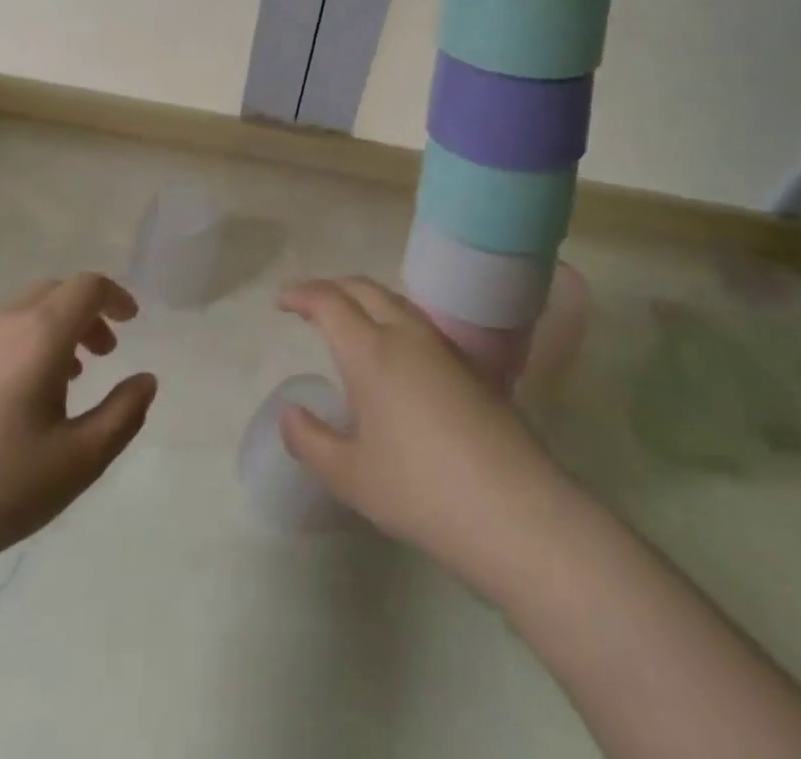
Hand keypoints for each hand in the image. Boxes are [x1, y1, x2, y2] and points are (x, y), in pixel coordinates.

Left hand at [0, 273, 156, 574]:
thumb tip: (146, 380)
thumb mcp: (79, 460)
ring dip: (55, 329)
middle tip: (105, 354)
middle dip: (87, 313)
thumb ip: (123, 414)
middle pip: (54, 291)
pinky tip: (19, 398)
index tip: (132, 323)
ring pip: (22, 311)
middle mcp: (1, 322)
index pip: (86, 287)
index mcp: (38, 333)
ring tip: (68, 380)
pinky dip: (23, 343)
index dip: (115, 297)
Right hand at [278, 277, 552, 584]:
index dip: (301, 294)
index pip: (329, 302)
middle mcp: (407, 336)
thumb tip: (288, 414)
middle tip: (310, 303)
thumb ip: (311, 441)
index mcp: (371, 351)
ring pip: (397, 302)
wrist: (518, 512)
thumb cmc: (422, 491)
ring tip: (351, 323)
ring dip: (366, 300)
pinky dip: (394, 321)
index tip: (282, 301)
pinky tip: (397, 356)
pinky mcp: (473, 368)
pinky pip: (421, 325)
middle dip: (333, 288)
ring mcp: (445, 348)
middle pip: (364, 289)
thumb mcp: (352, 477)